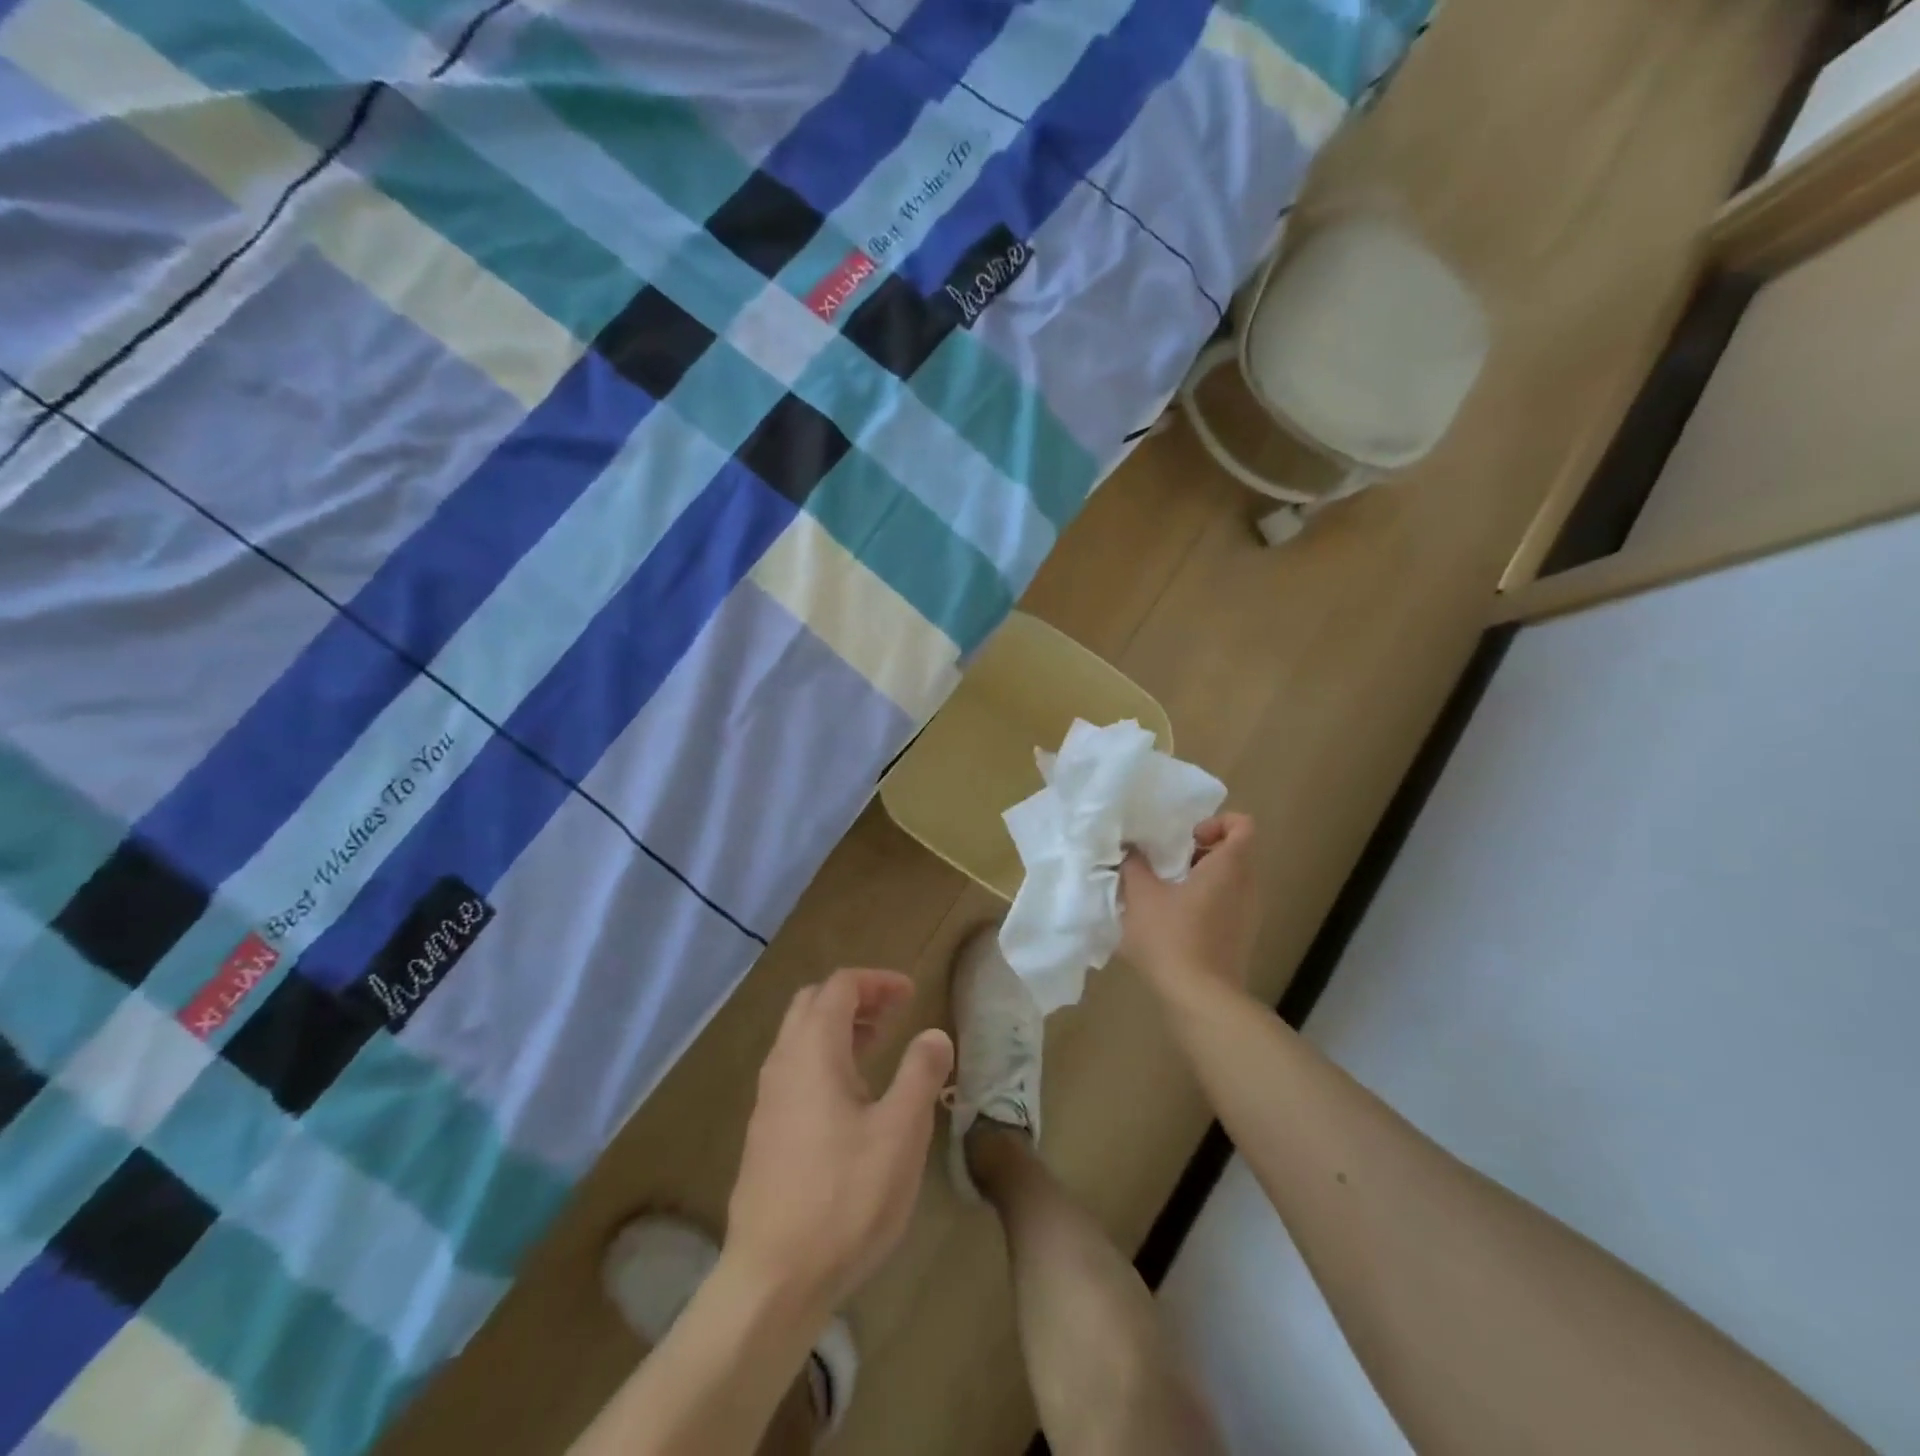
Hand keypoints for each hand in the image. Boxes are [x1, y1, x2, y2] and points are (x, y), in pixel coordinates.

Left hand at [723, 969, 954, 1325]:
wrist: (773, 1280)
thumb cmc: (844, 1198)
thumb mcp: (900, 1133)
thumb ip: (920, 1074)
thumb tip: (934, 1034)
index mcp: (813, 1051)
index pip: (840, 986)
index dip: (877, 981)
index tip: (911, 993)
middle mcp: (783, 1063)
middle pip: (813, 1004)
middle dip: (855, 998)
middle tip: (894, 1013)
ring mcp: (768, 1099)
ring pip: (801, 1038)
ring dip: (839, 1029)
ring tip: (879, 1046)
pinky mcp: (765, 1132)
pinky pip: (795, 1070)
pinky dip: (825, 1059)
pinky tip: (853, 1097)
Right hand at [1119, 812, 1260, 1000]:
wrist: (1200, 999)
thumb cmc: (1172, 938)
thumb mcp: (1141, 895)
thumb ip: (1134, 864)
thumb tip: (1131, 848)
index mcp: (1230, 867)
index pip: (1242, 825)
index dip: (1216, 822)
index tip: (1186, 838)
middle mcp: (1248, 886)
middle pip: (1234, 852)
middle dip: (1200, 851)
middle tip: (1167, 863)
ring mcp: (1249, 915)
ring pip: (1230, 881)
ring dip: (1200, 878)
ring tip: (1165, 892)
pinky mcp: (1242, 938)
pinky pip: (1228, 905)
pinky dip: (1205, 903)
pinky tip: (1173, 921)